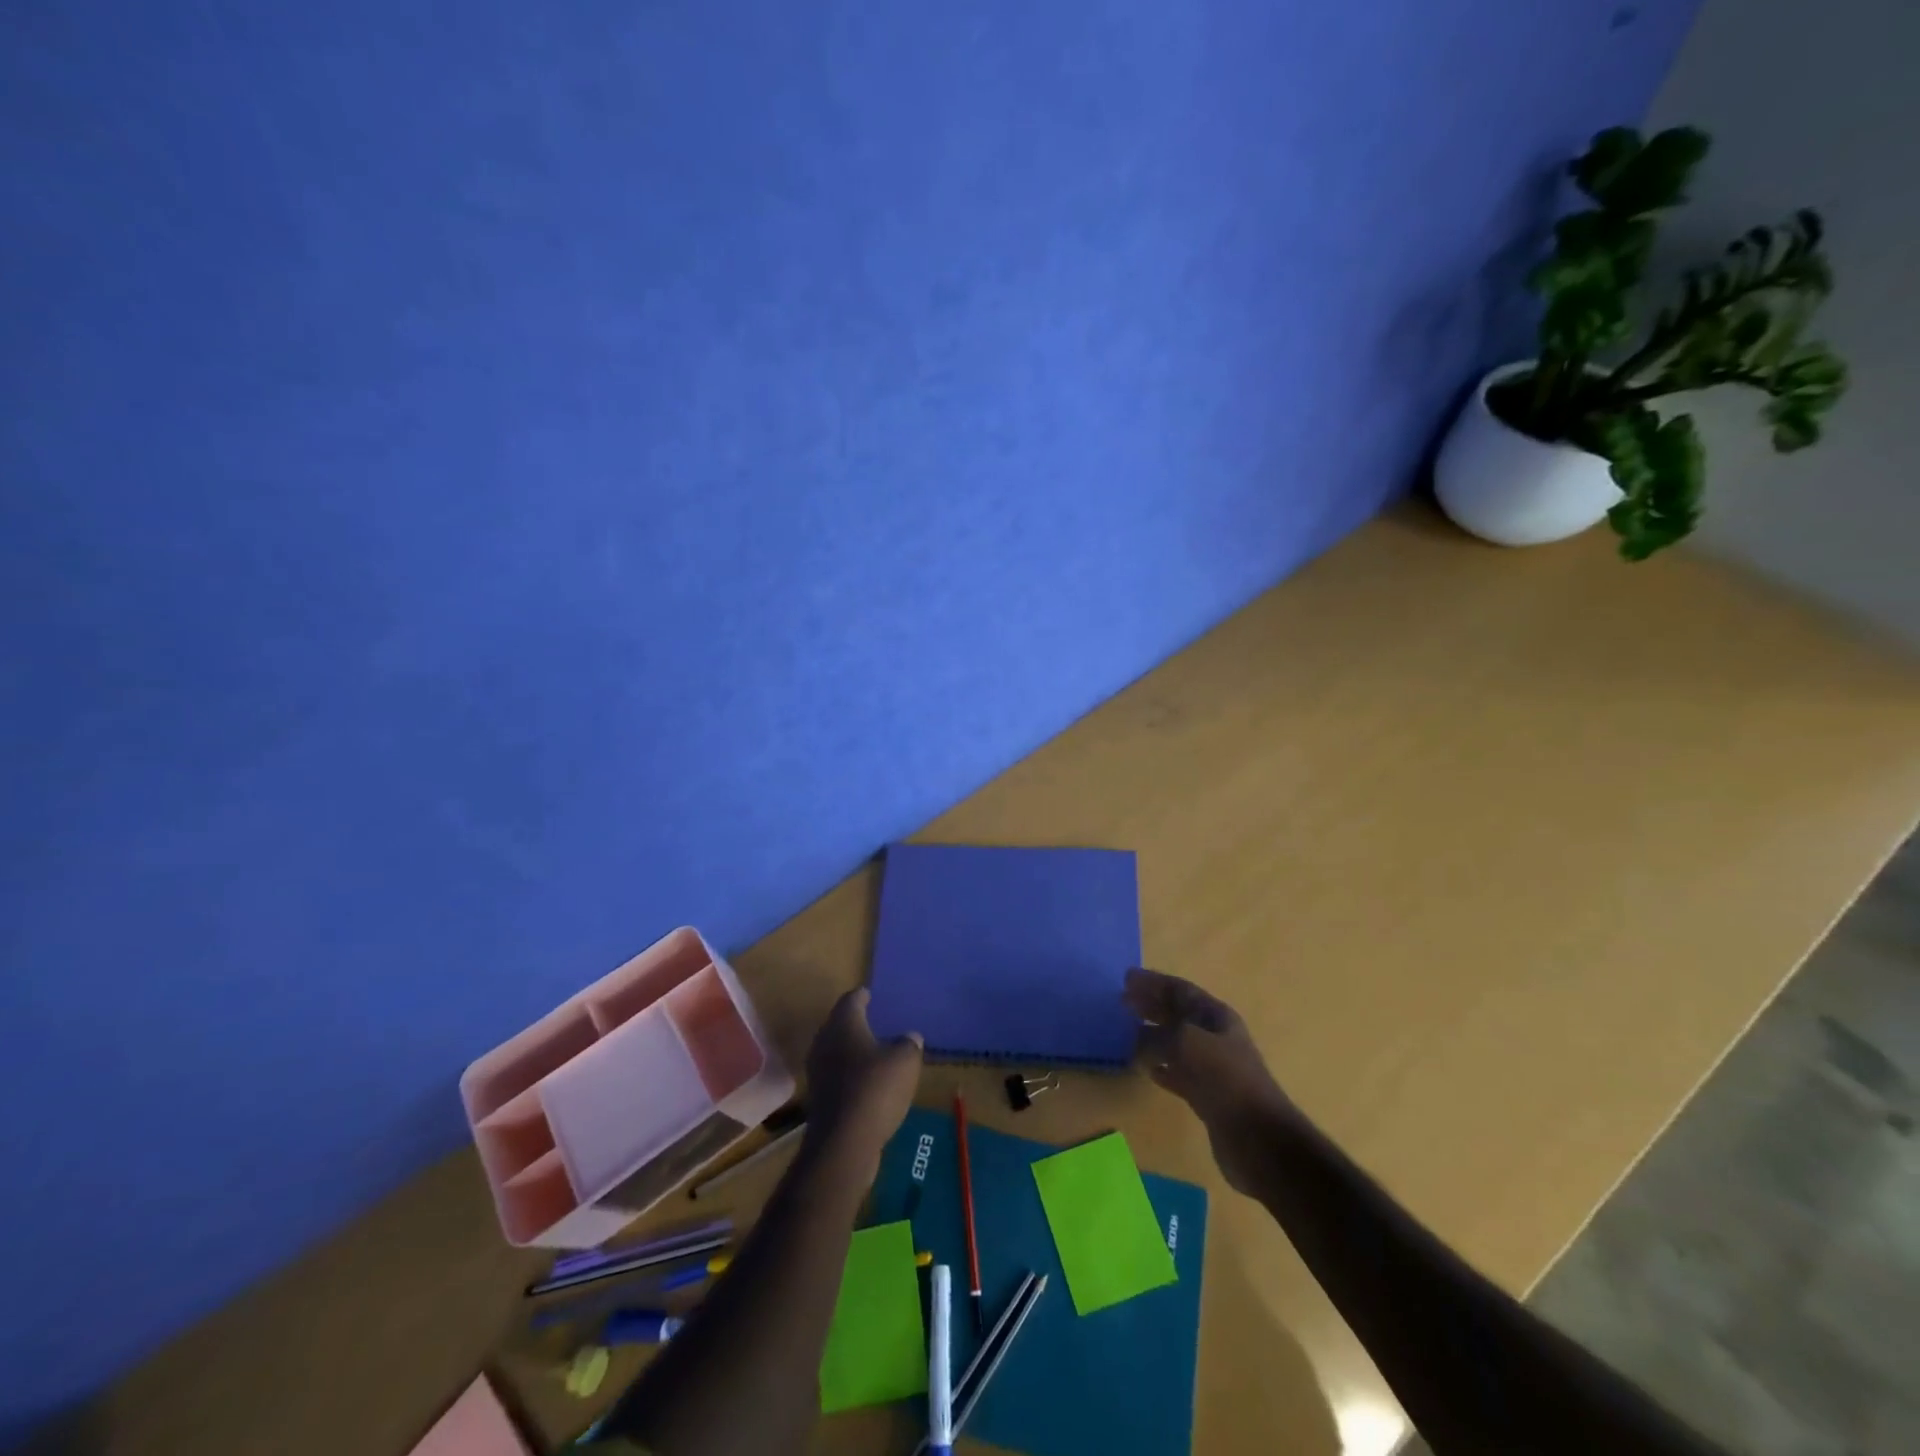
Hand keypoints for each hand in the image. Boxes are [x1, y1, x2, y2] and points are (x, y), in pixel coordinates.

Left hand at [802, 988, 923, 1177]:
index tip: (871, 994)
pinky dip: (851, 1074)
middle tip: (875, 1020)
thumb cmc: (875, 1089)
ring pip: (837, 1051)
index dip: (862, 995)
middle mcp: (825, 1042)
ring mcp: (819, 1072)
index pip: (851, 999)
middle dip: (856, 1022)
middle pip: (839, 1024)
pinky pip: (838, 1076)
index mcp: (843, 1024)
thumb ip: (909, 1043)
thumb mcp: (905, 1060)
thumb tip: (910, 1036)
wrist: (843, 1143)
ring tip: (875, 1051)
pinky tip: (869, 1082)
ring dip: (853, 1050)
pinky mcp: (820, 1098)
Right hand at [1125, 967, 1295, 1195]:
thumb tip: (1135, 1038)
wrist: (1258, 1138)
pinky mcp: (1208, 1097)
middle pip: (1178, 1014)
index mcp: (1216, 1016)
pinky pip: (1179, 1074)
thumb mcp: (1186, 1044)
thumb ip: (1157, 1036)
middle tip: (1123, 1001)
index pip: (1180, 990)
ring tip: (1128, 1031)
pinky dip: (1162, 1068)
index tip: (1127, 977)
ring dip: (1153, 1036)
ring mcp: (1213, 1068)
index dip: (1154, 982)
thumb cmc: (1224, 1078)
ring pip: (1176, 1044)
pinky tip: (1147, 1070)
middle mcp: (1215, 1037)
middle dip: (1152, 1006)